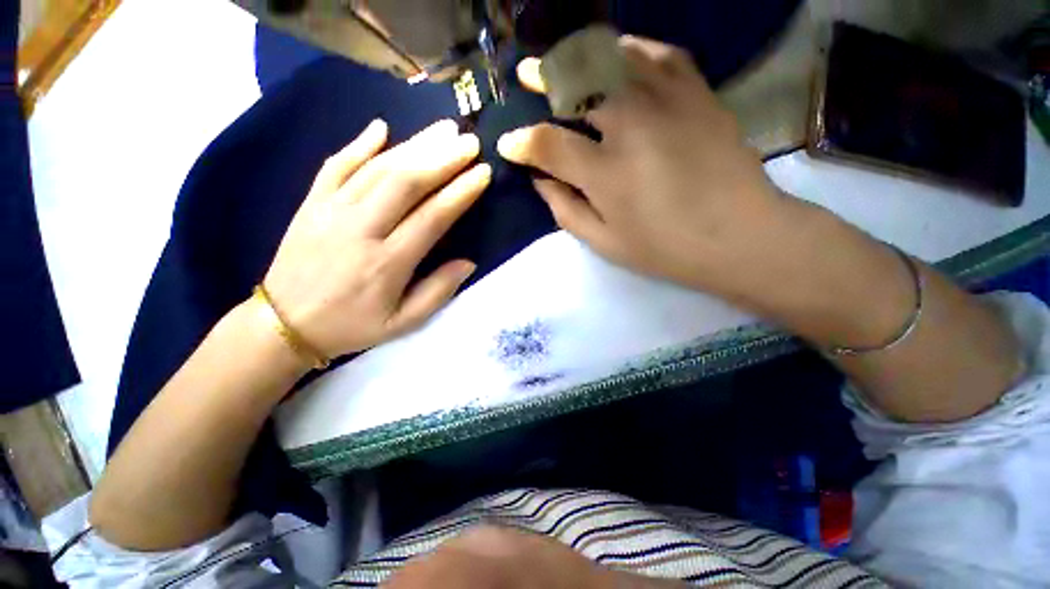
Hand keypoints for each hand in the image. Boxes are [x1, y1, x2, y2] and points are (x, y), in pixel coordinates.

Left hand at [263, 119, 490, 359]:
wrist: (283, 323)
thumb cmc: (351, 325)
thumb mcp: (403, 322)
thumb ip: (438, 292)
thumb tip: (469, 262)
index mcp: (387, 263)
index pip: (433, 217)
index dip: (461, 192)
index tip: (483, 173)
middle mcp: (361, 229)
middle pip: (406, 182)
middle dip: (443, 158)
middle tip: (469, 142)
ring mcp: (331, 210)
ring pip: (377, 168)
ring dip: (414, 145)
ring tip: (442, 130)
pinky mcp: (311, 203)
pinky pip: (336, 165)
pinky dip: (360, 144)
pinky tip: (381, 127)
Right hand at [498, 36, 784, 295]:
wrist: (740, 236)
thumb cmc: (665, 249)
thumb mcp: (605, 242)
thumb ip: (566, 210)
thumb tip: (540, 182)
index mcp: (606, 172)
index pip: (548, 145)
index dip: (522, 142)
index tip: (507, 143)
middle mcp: (632, 126)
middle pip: (578, 83)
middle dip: (544, 76)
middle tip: (527, 75)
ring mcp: (669, 102)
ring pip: (615, 57)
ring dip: (582, 55)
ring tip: (566, 61)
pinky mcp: (698, 93)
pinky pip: (660, 53)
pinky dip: (633, 48)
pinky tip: (620, 53)